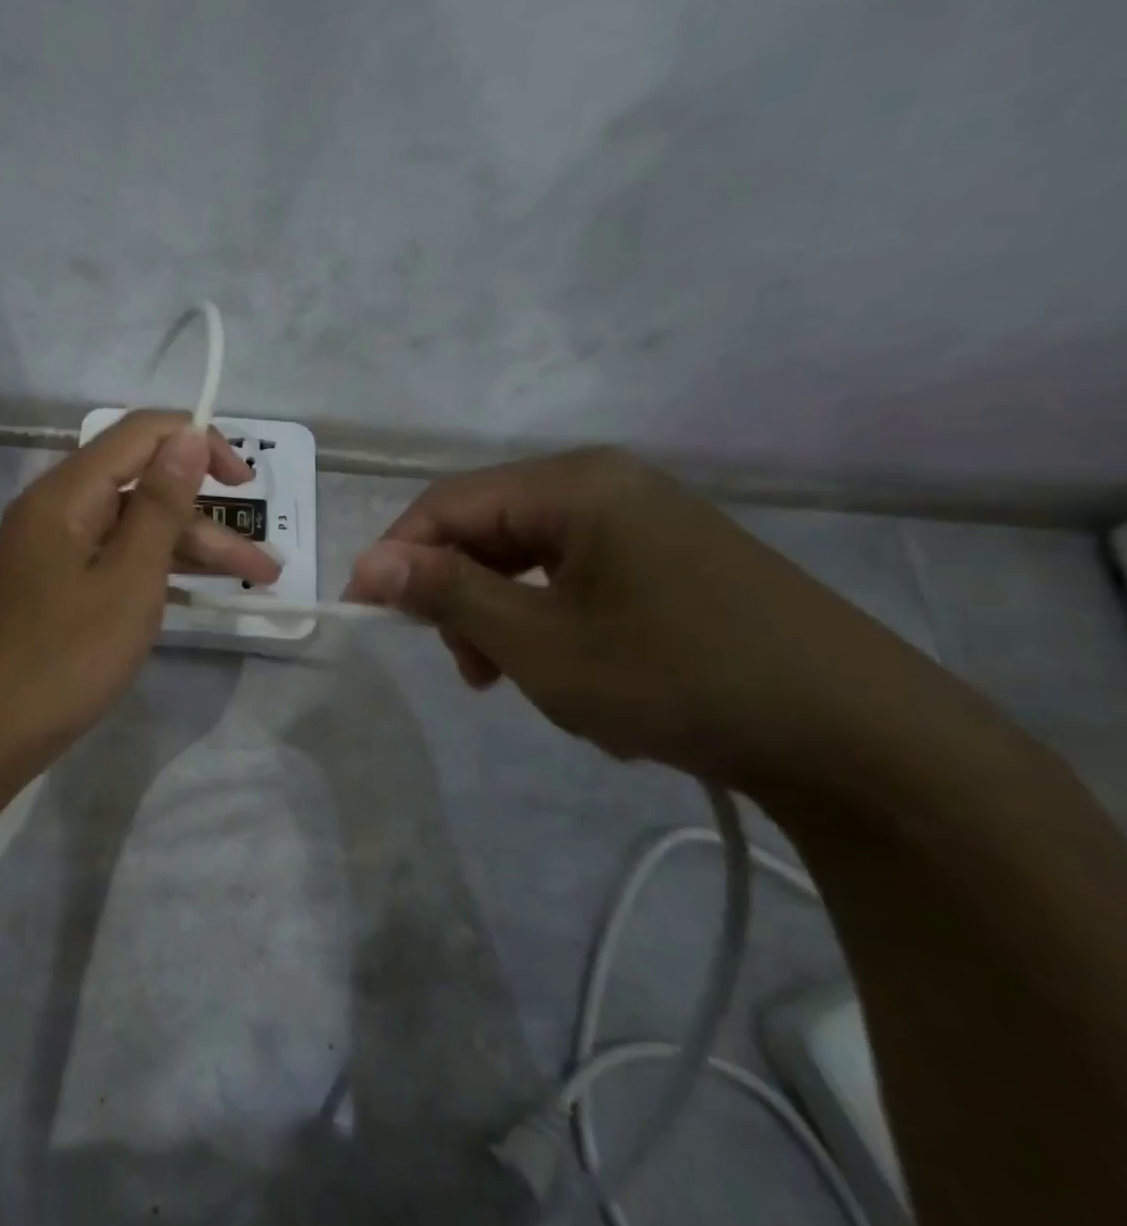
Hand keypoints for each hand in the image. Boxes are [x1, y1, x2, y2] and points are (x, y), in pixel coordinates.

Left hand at [0, 411, 279, 766]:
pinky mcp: (58, 585)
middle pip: (143, 490)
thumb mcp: (129, 579)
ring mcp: (56, 550)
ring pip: (135, 531)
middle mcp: (57, 509)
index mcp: (66, 494)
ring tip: (256, 581)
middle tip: (264, 565)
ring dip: (192, 552)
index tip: (244, 483)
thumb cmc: (66, 657)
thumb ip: (161, 505)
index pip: (140, 434)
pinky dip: (158, 572)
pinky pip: (116, 560)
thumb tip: (186, 434)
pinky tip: (200, 592)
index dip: (197, 443)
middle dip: (208, 521)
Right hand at [343, 447, 946, 791]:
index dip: (395, 556)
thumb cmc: (675, 677)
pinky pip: (578, 582)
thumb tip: (369, 561)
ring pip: (531, 562)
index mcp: (574, 485)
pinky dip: (556, 629)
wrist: (859, 739)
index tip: (366, 615)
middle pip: (490, 530)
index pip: (447, 504)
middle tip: (467, 671)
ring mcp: (646, 525)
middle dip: (461, 599)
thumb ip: (448, 593)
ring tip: (524, 685)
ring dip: (507, 622)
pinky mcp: (671, 563)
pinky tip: (583, 685)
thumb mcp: (540, 643)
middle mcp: (607, 487)